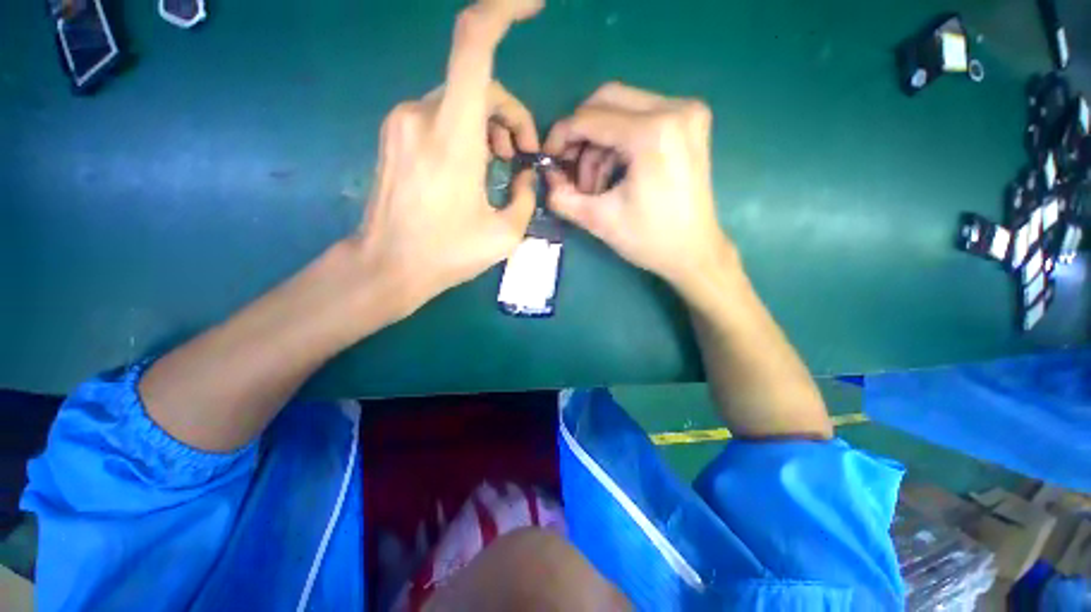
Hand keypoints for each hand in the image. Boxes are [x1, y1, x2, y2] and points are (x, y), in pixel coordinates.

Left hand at [353, 0, 543, 319]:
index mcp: (453, 134)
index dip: (503, 10)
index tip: (532, 5)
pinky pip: (440, 115)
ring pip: (459, 99)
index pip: (475, 43)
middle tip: (522, 154)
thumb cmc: (447, 253)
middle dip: (509, 113)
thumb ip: (526, 197)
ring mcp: (403, 122)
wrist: (388, 266)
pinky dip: (466, 130)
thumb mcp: (505, 234)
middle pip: (478, 82)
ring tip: (501, 164)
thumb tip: (527, 175)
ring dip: (489, 124)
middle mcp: (422, 113)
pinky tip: (473, 166)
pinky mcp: (396, 134)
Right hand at [543, 83, 731, 291]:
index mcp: (652, 133)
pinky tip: (614, 173)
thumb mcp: (600, 220)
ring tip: (594, 184)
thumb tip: (546, 179)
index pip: (590, 117)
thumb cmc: (650, 239)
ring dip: (599, 143)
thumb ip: (563, 197)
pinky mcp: (690, 122)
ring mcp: (687, 112)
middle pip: (607, 100)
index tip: (548, 159)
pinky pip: (640, 117)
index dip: (562, 136)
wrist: (695, 252)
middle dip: (581, 135)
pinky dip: (619, 143)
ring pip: (622, 109)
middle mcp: (674, 109)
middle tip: (571, 170)